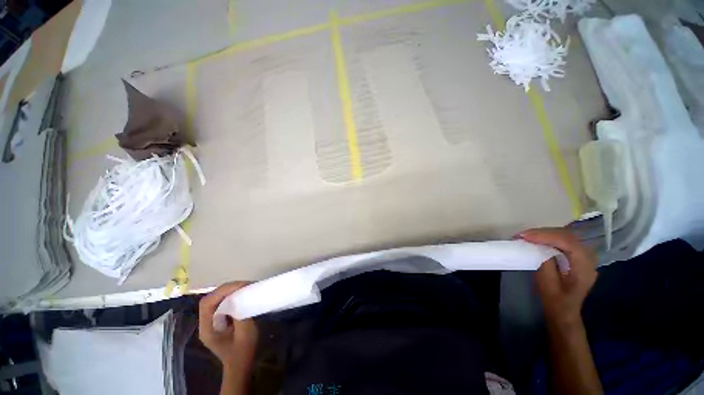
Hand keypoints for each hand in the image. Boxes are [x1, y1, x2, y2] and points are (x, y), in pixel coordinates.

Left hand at [199, 282, 258, 369]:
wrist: (240, 364)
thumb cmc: (243, 351)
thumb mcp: (245, 334)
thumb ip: (241, 315)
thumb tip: (241, 297)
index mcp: (207, 329)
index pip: (207, 303)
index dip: (223, 291)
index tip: (241, 286)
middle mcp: (205, 323)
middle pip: (210, 299)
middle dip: (227, 288)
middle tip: (245, 284)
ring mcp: (211, 321)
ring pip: (216, 299)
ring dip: (230, 290)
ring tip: (245, 286)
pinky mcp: (219, 319)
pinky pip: (222, 302)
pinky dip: (232, 294)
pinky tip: (242, 293)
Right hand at [521, 228, 597, 327]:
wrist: (565, 312)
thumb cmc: (556, 301)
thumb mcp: (548, 284)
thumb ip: (546, 263)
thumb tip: (537, 246)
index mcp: (584, 268)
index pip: (568, 243)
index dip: (546, 236)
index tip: (524, 236)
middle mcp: (589, 258)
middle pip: (567, 236)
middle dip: (543, 233)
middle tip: (522, 235)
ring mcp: (584, 256)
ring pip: (565, 236)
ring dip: (545, 233)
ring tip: (526, 236)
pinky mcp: (577, 256)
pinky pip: (564, 240)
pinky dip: (549, 237)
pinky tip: (537, 239)